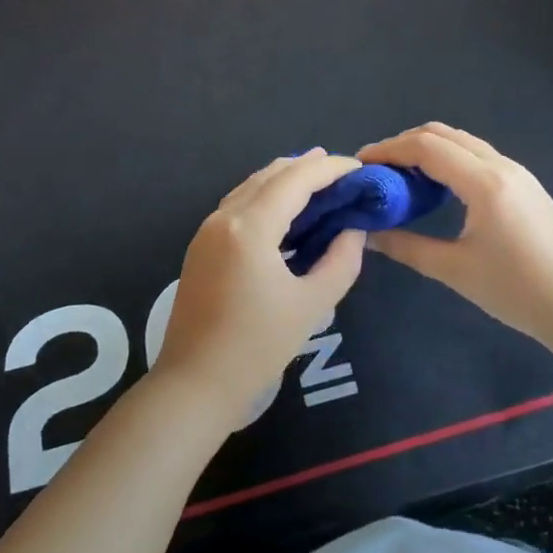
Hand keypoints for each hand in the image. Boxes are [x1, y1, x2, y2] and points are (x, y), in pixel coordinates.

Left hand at [152, 150, 366, 428]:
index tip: (359, 168)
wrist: (194, 385)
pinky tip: (285, 211)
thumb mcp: (311, 305)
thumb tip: (353, 230)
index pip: (296, 180)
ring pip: (251, 187)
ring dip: (284, 179)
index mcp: (250, 227)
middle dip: (307, 167)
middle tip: (342, 171)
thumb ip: (340, 261)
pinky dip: (266, 197)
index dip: (329, 169)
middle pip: (270, 175)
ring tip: (318, 181)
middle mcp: (224, 217)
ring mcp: (207, 230)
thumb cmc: (256, 348)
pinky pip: (239, 205)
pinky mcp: (201, 246)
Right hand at [358, 124, 552, 349]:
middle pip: (442, 134)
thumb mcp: (455, 271)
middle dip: (404, 144)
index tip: (360, 164)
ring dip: (428, 149)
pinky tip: (436, 187)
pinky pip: (477, 155)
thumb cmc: (518, 291)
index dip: (388, 150)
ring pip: (462, 141)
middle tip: (377, 169)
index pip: (425, 147)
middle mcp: (500, 165)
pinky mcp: (525, 184)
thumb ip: (407, 247)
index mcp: (484, 182)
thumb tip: (368, 234)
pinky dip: (449, 158)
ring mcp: (517, 172)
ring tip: (400, 176)